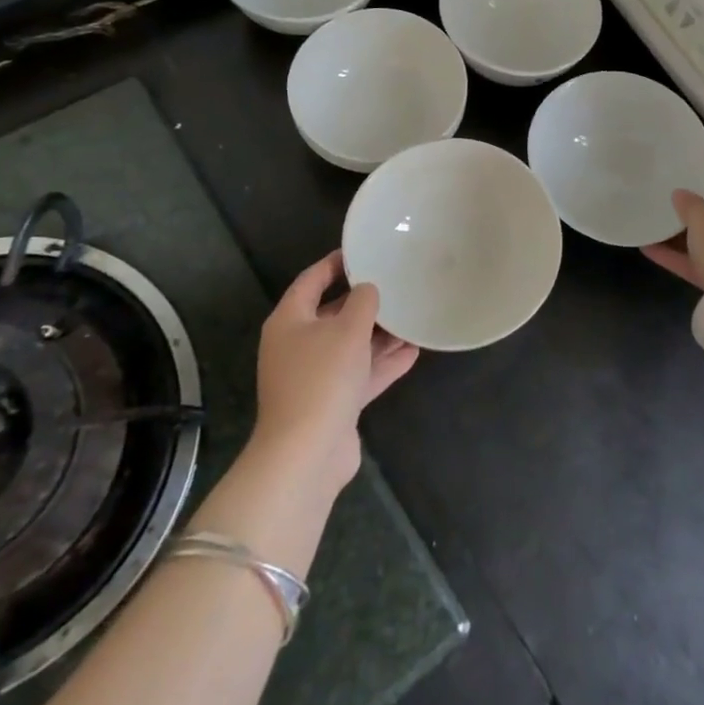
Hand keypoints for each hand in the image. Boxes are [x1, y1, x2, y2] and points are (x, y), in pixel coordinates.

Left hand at [252, 250, 418, 494]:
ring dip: (379, 335)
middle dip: (365, 303)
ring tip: (412, 318)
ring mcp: (314, 377)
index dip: (336, 263)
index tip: (364, 251)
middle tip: (397, 284)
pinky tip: (413, 352)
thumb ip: (363, 302)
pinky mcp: (332, 403)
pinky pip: (359, 374)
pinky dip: (382, 364)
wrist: (307, 453)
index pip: (312, 280)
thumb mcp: (347, 329)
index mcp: (290, 320)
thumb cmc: (322, 378)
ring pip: (350, 346)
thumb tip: (368, 290)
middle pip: (333, 314)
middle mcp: (297, 345)